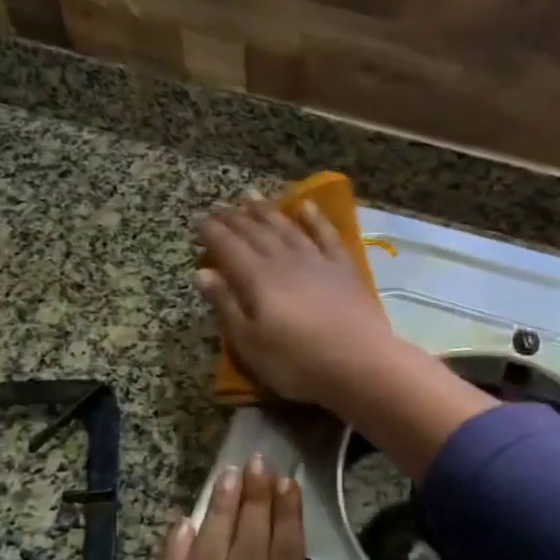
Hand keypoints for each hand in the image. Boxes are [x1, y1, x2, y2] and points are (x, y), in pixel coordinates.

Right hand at [198, 196, 400, 406]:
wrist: (361, 363)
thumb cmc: (297, 362)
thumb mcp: (250, 343)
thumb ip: (226, 305)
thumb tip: (202, 272)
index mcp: (257, 279)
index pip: (228, 247)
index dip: (212, 231)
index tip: (198, 217)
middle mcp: (284, 260)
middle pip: (255, 232)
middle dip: (235, 217)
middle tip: (220, 204)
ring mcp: (317, 260)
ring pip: (286, 227)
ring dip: (267, 211)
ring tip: (251, 195)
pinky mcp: (344, 268)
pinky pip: (326, 235)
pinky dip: (314, 219)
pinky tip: (306, 207)